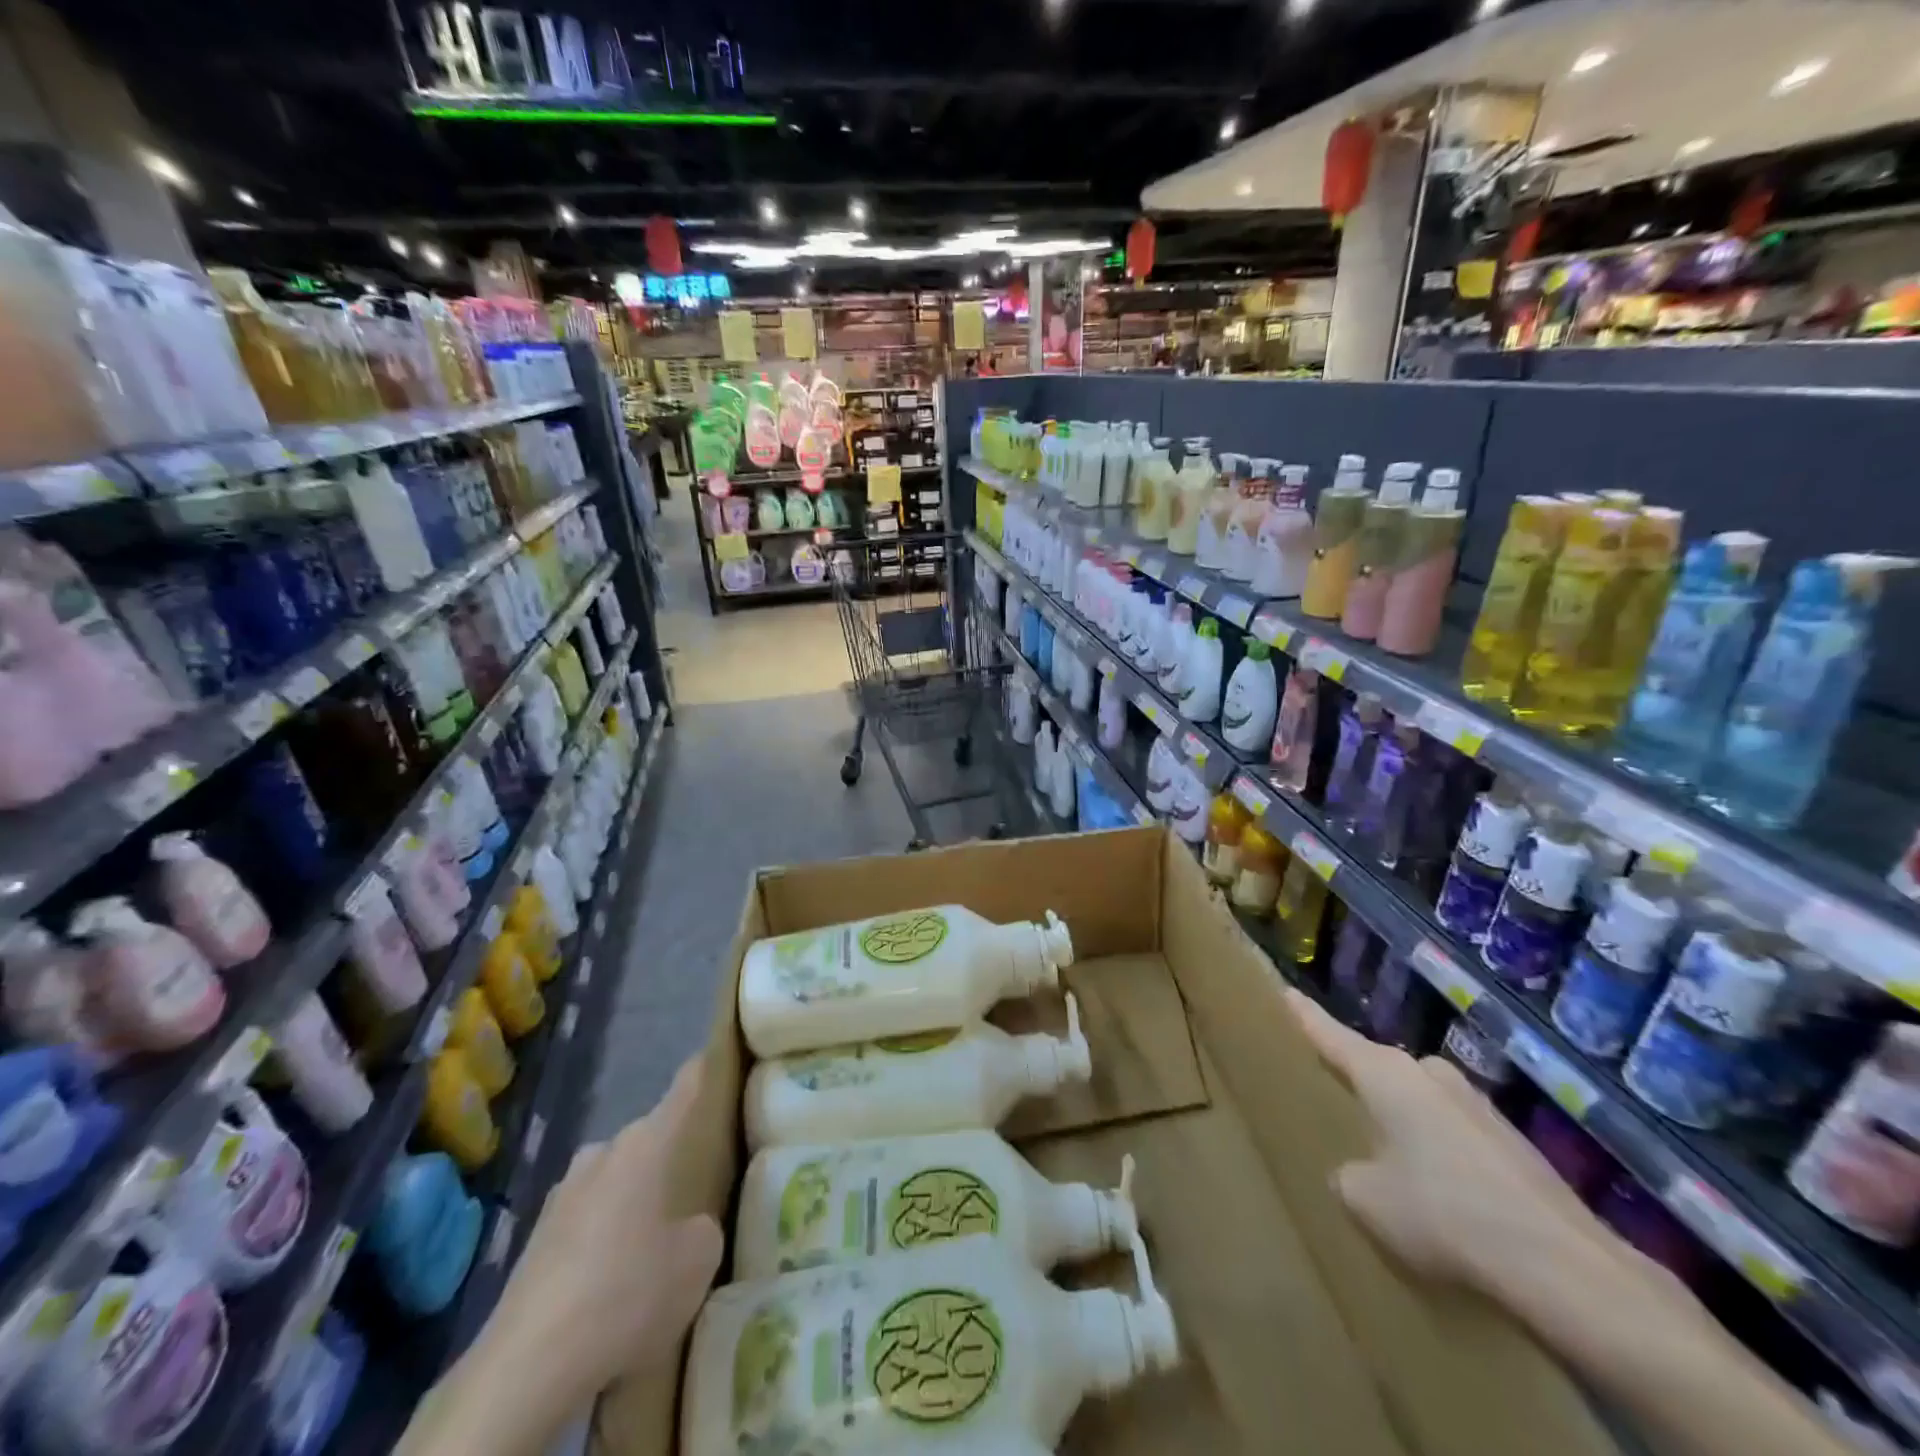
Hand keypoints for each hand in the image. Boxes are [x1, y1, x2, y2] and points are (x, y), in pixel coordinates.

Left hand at [475, 1057, 723, 1408]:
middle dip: (665, 1159)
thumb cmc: (628, 1291)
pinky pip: (584, 1225)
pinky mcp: (534, 1241)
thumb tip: (686, 1229)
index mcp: (645, 1143)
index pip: (683, 1090)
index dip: (702, 1071)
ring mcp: (561, 1196)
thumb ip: (701, 1230)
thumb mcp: (696, 1260)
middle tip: (692, 1187)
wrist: (528, 1365)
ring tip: (649, 1244)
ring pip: (612, 1183)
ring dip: (629, 1203)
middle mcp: (601, 1153)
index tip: (712, 1054)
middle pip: (645, 1142)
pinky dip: (601, 1242)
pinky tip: (609, 1284)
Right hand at [1284, 991, 1648, 1302]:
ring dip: (1401, 1125)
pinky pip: (1452, 1133)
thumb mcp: (1367, 1200)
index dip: (1301, 1015)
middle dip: (1357, 1088)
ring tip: (1391, 1168)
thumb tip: (1357, 1172)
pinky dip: (1438, 1153)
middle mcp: (1428, 1071)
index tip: (1280, 991)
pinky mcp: (1510, 1139)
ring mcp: (1475, 1102)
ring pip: (1417, 1103)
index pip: (1328, 1033)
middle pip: (1376, 1069)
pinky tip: (1444, 1200)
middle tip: (1333, 1112)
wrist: (1568, 1267)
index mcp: (1385, 1073)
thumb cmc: (1445, 1214)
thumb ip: (1346, 1174)